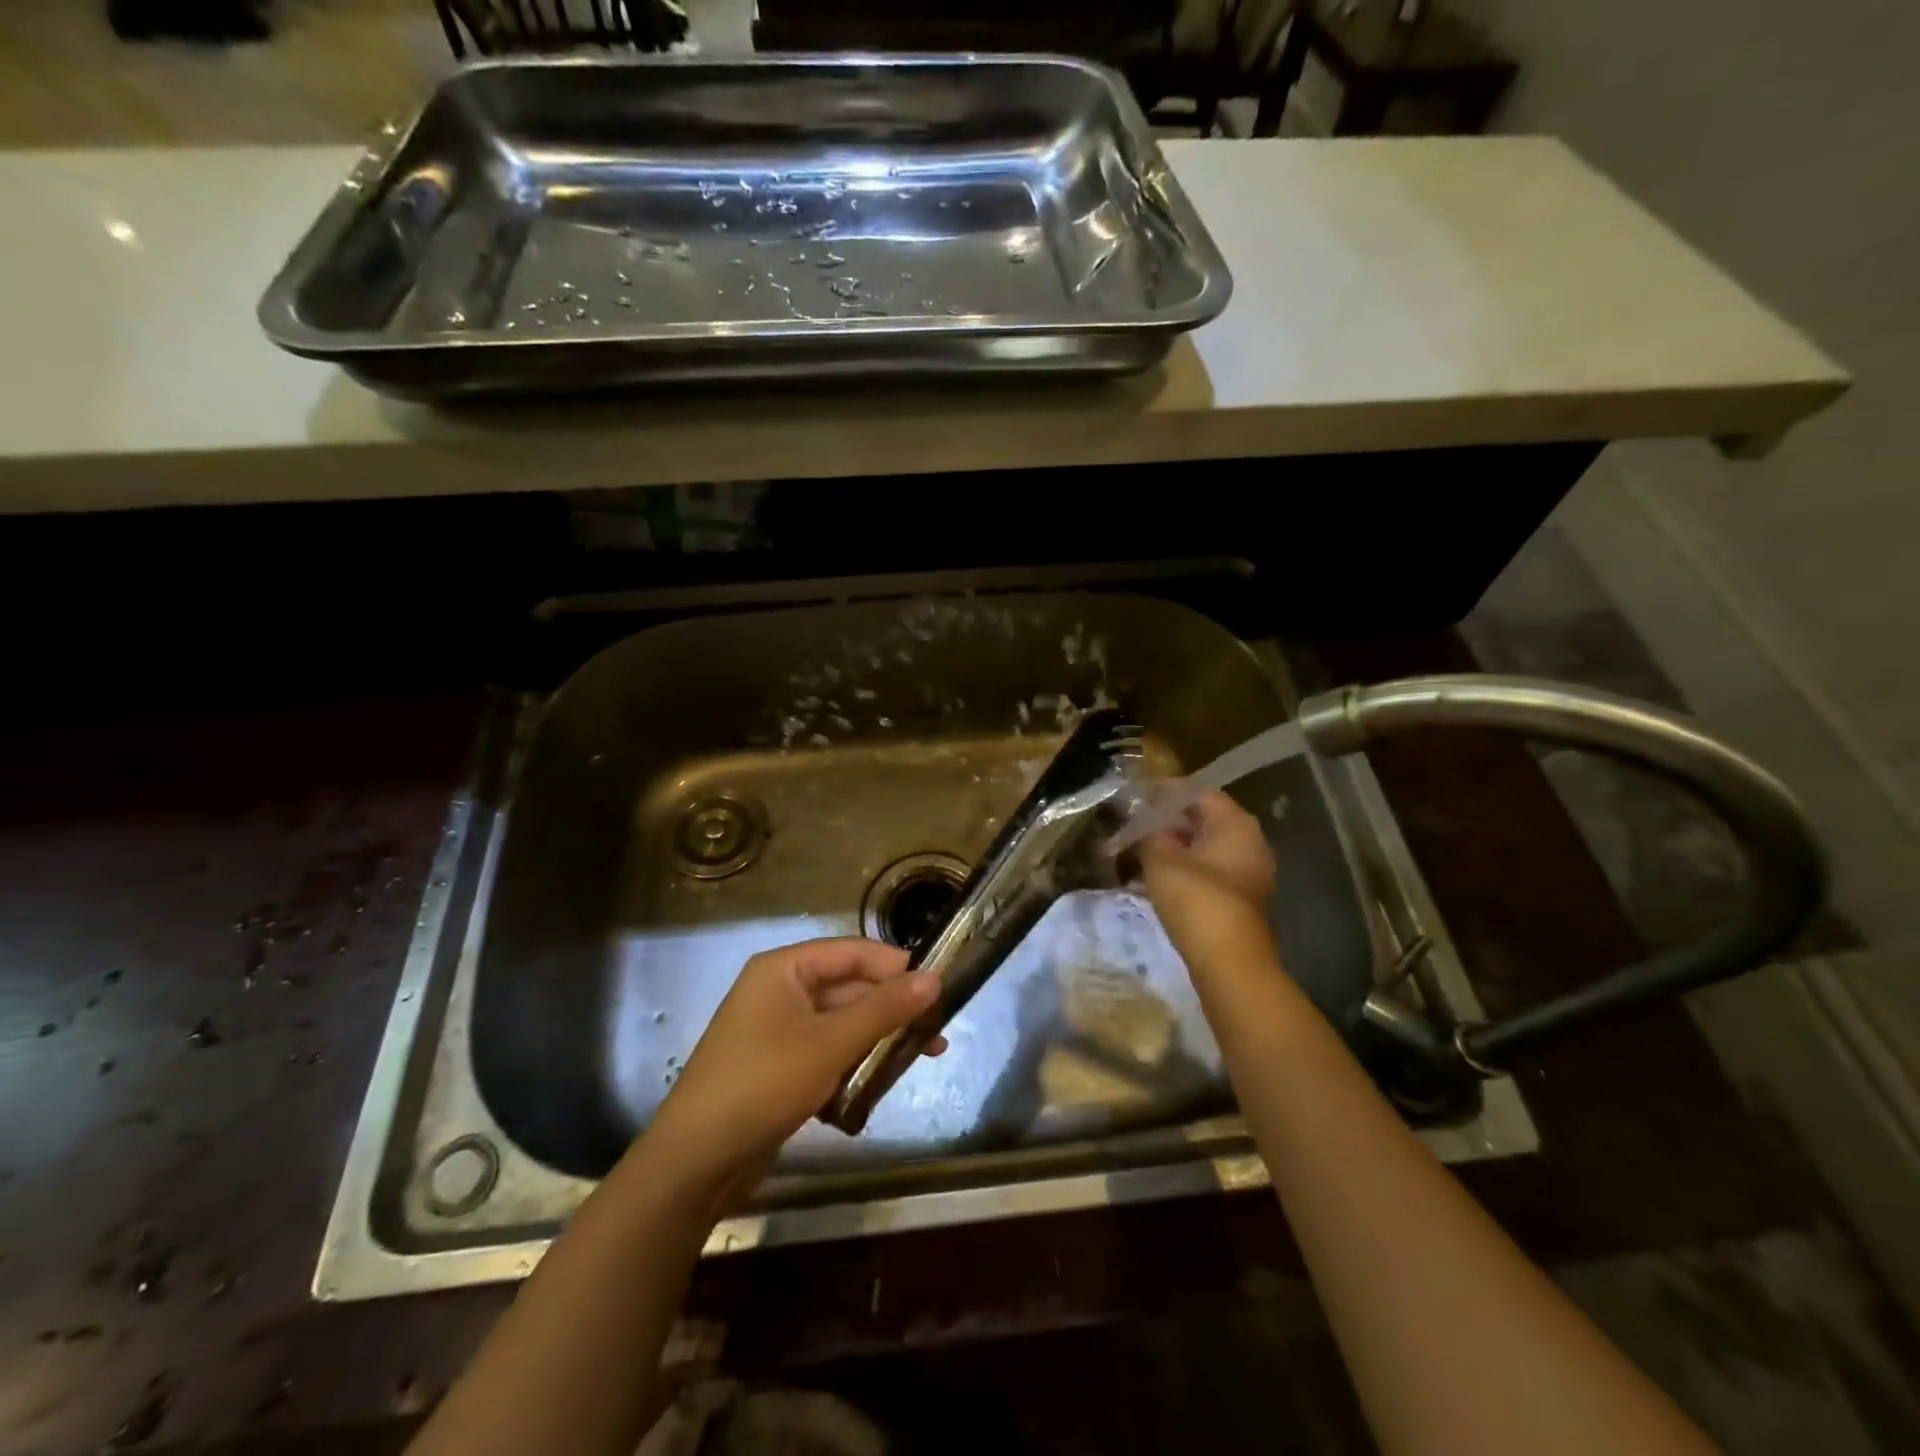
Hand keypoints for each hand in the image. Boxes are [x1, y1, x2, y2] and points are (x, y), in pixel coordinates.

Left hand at [644, 937, 940, 1198]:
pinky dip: (852, 1063)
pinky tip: (878, 1085)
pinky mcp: (779, 1066)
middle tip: (937, 1031)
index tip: (938, 985)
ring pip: (841, 1023)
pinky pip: (826, 1051)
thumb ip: (884, 1009)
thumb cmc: (763, 1084)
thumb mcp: (830, 1043)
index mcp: (784, 969)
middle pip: (848, 987)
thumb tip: (934, 978)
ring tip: (921, 1058)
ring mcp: (777, 1030)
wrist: (695, 1162)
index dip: (895, 965)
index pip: (852, 952)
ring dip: (877, 1038)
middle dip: (891, 1008)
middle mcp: (780, 990)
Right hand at [1138, 789, 1278, 970]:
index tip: (1136, 796)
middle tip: (1135, 823)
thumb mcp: (1161, 860)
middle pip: (1204, 820)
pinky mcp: (1241, 899)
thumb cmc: (1196, 899)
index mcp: (1235, 823)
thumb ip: (1150, 835)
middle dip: (1168, 821)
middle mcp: (1249, 842)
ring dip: (1174, 848)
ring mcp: (1249, 872)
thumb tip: (1145, 825)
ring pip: (1205, 848)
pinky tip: (1154, 879)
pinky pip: (1209, 872)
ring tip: (1139, 851)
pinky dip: (1184, 870)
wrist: (1228, 960)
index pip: (1197, 792)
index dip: (1164, 791)